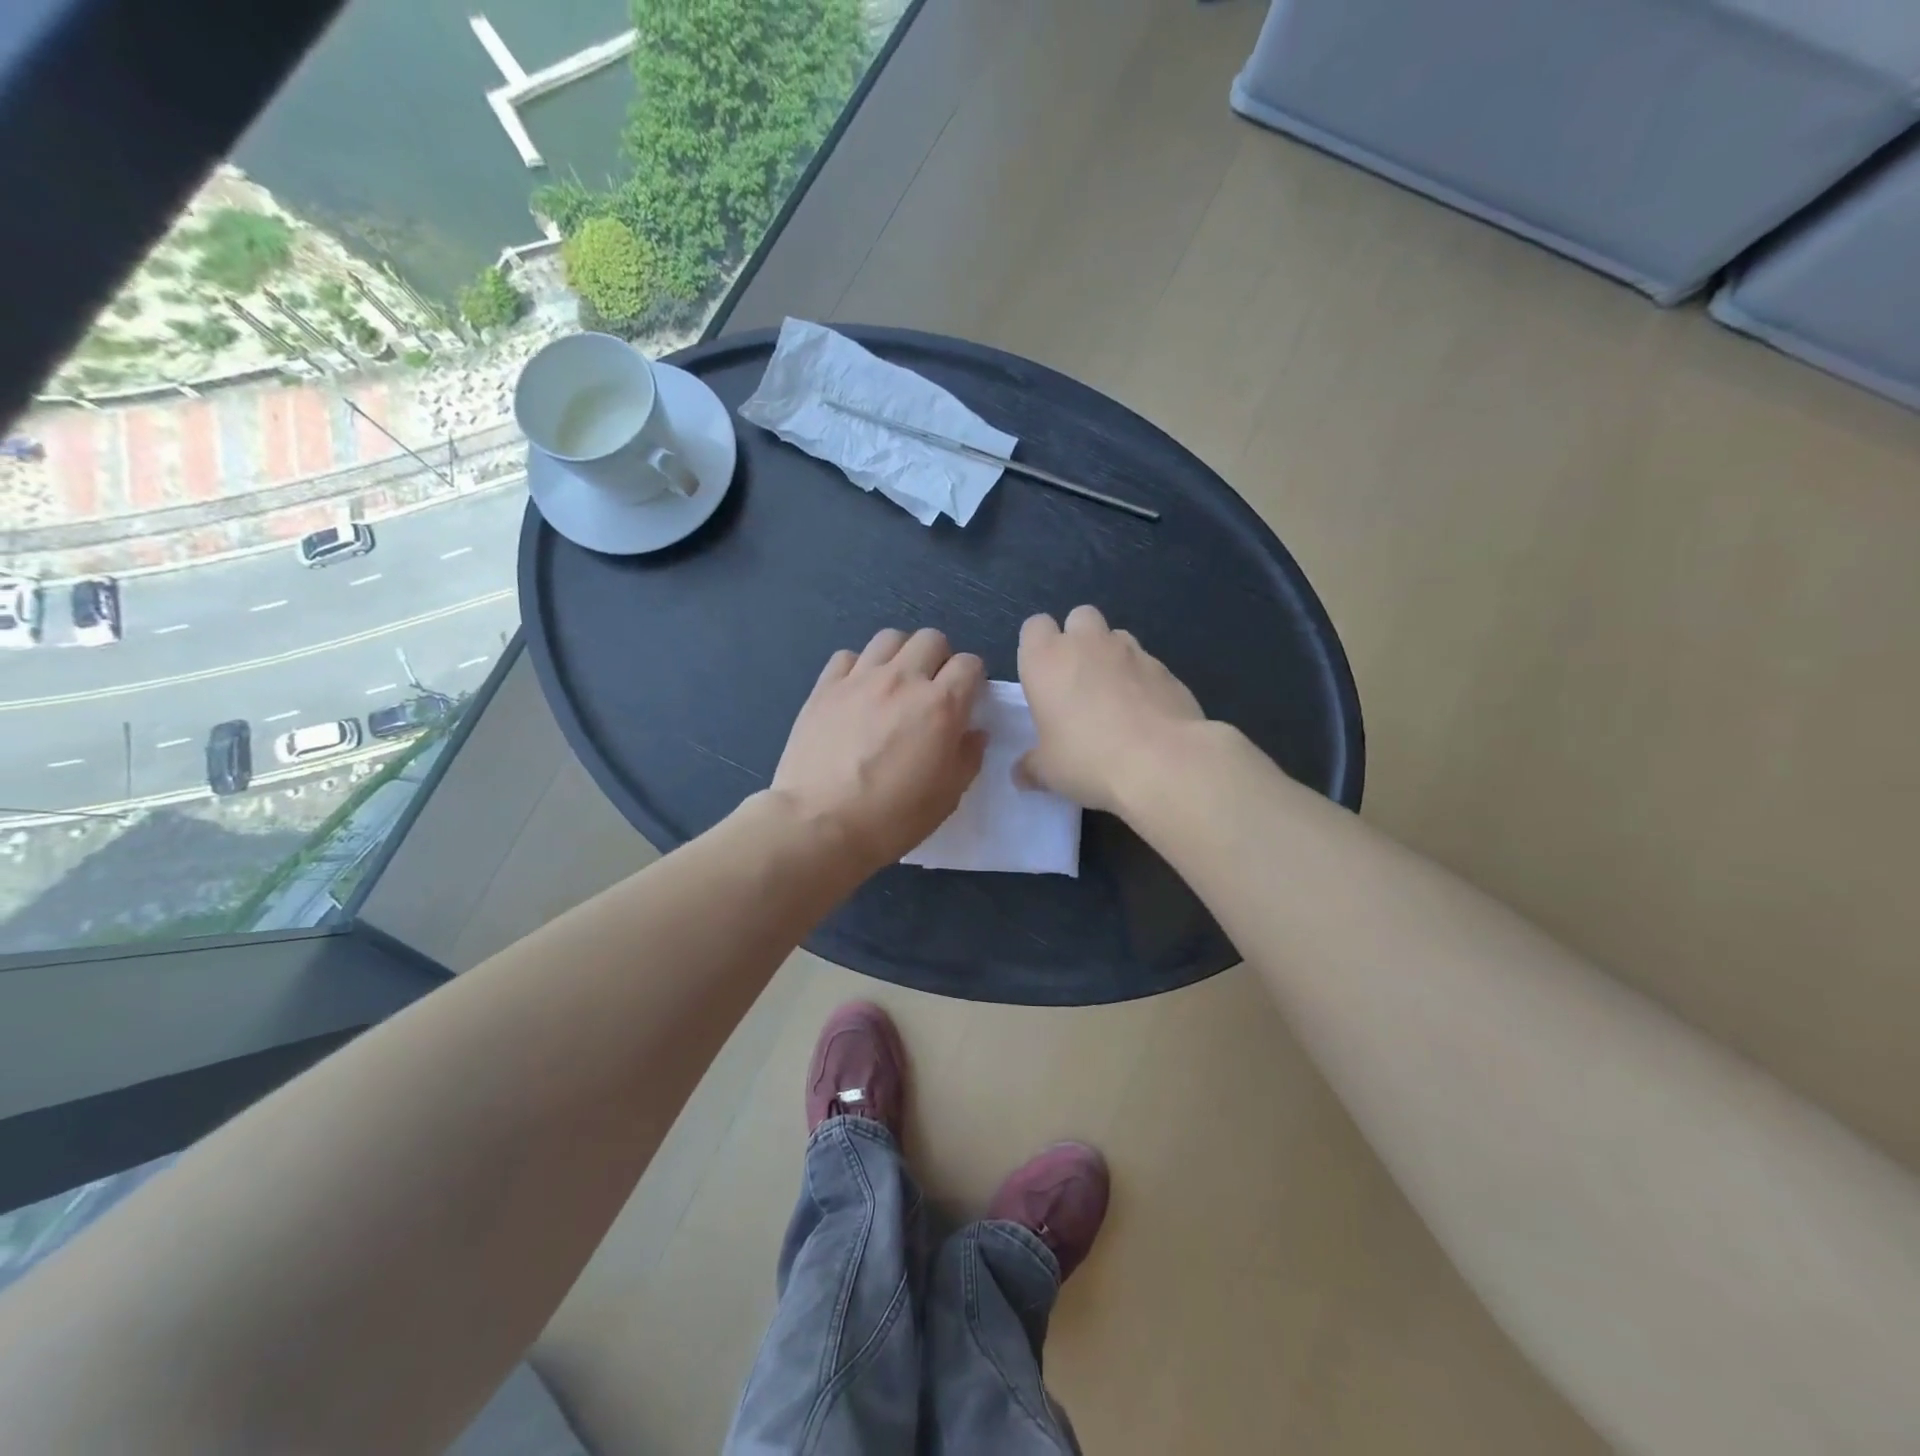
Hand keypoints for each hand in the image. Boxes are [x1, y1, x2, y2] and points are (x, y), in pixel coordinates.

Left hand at [771, 628, 986, 873]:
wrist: (819, 824)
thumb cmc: (892, 818)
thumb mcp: (947, 796)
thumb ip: (967, 757)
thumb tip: (974, 732)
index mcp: (940, 705)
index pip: (970, 664)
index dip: (973, 679)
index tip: (966, 700)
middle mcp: (902, 680)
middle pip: (931, 639)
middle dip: (939, 659)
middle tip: (931, 690)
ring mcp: (860, 679)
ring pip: (889, 638)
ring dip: (900, 655)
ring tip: (895, 683)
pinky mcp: (825, 687)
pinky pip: (848, 656)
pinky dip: (859, 667)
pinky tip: (857, 692)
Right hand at [1018, 605, 1205, 811]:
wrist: (1162, 762)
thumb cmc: (1088, 759)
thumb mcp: (1048, 772)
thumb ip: (1031, 766)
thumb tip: (1022, 774)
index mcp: (1046, 660)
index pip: (1034, 626)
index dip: (1037, 646)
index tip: (1042, 677)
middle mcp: (1087, 644)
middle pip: (1079, 617)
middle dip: (1078, 639)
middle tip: (1078, 680)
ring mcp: (1131, 651)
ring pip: (1116, 636)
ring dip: (1111, 656)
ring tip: (1114, 697)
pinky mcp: (1166, 668)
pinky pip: (1147, 664)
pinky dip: (1142, 680)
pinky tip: (1145, 714)